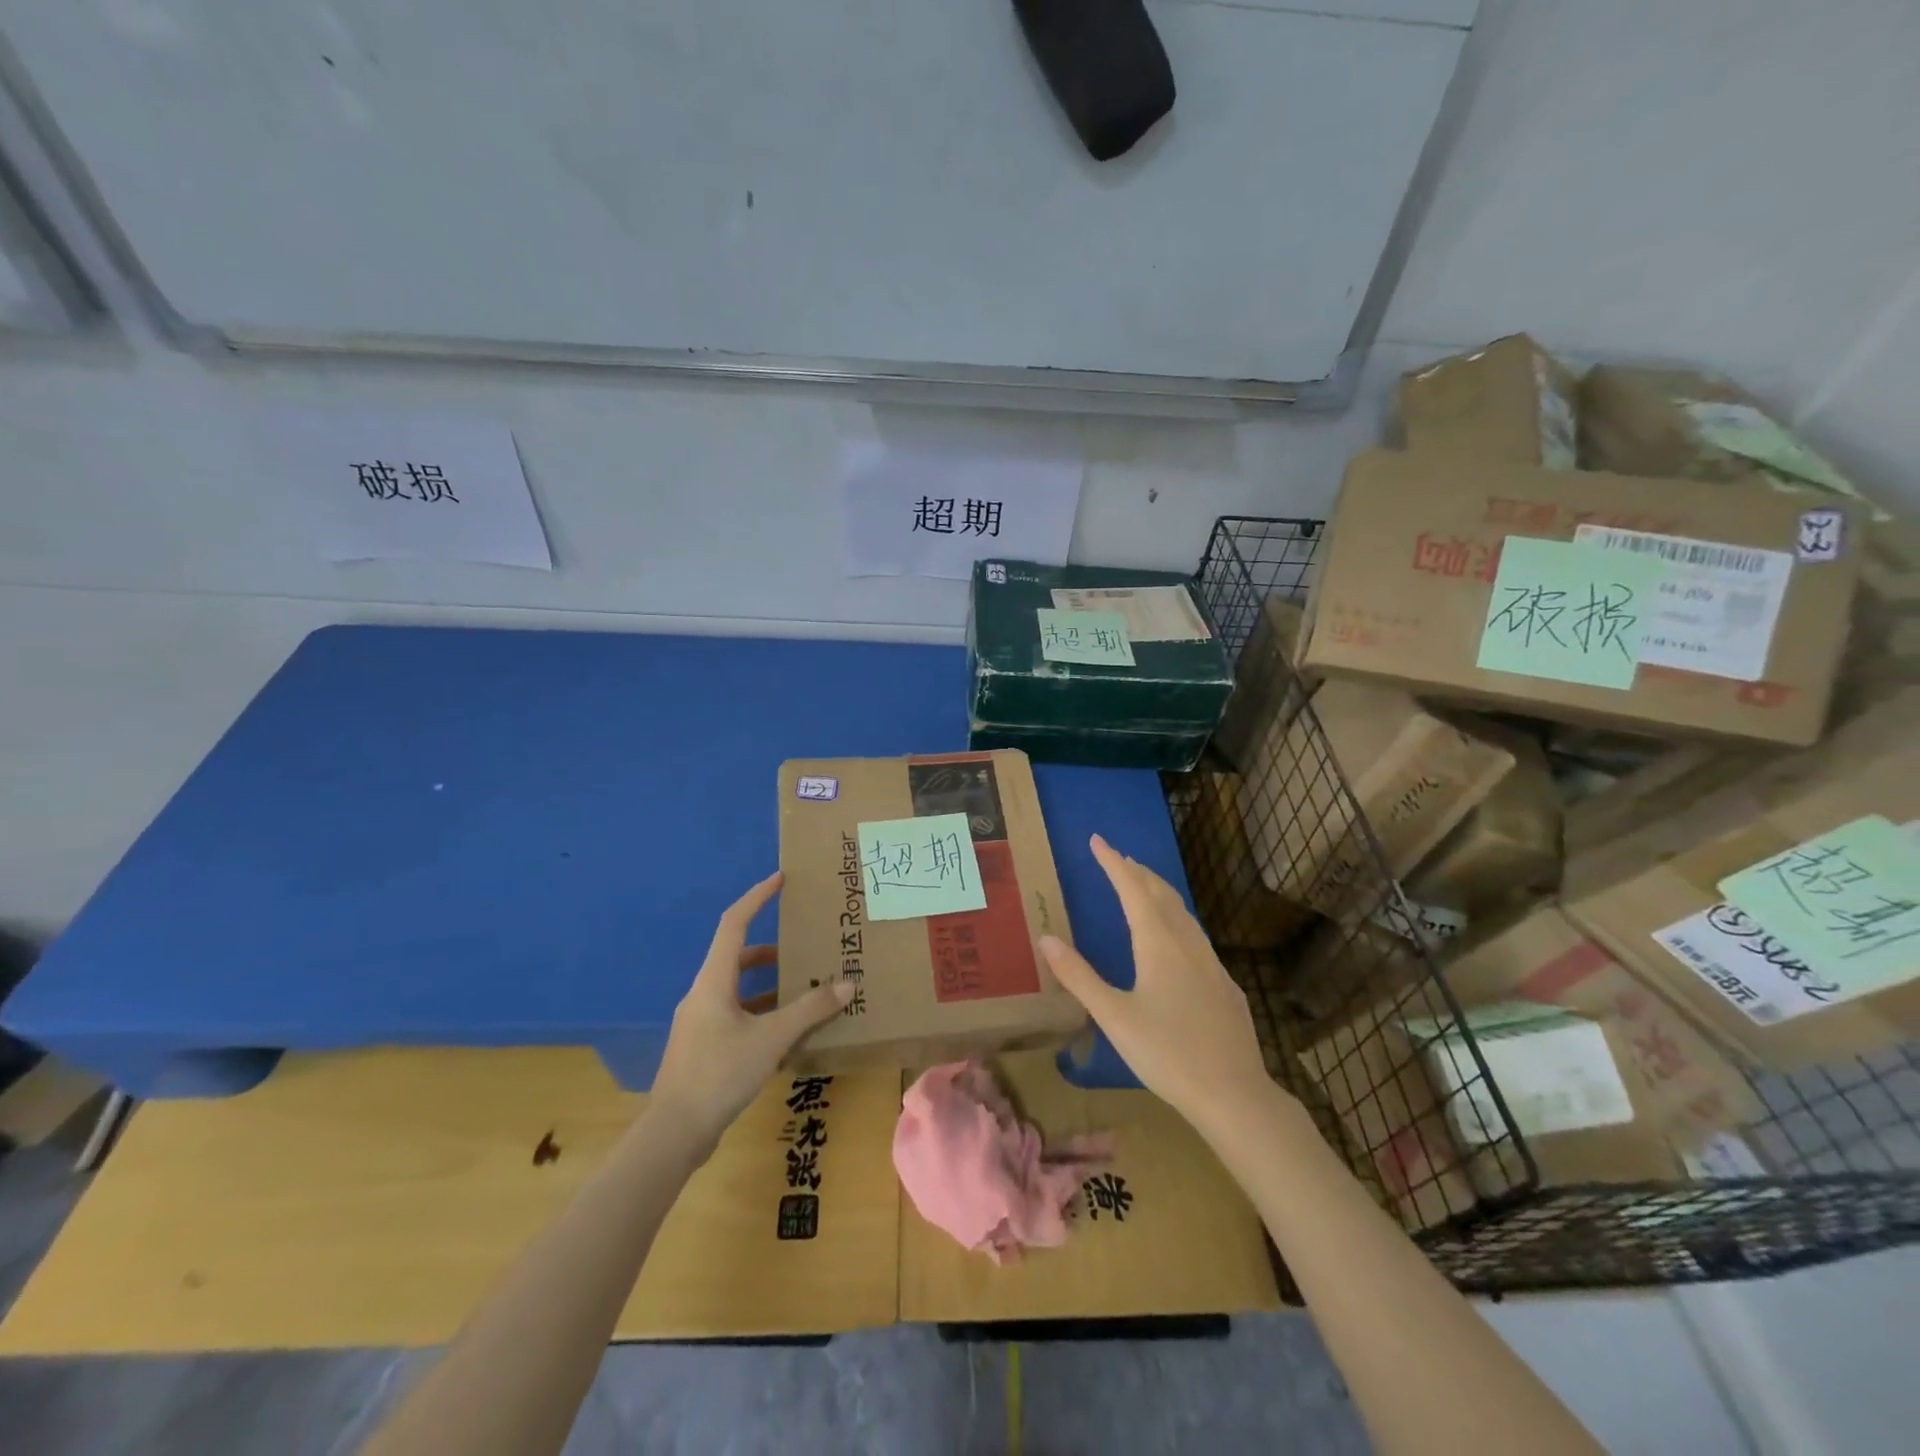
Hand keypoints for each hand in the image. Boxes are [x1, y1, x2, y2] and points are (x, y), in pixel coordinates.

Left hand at [650, 872, 850, 1151]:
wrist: (673, 1134)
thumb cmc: (720, 1073)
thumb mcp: (771, 1039)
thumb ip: (809, 1010)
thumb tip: (846, 984)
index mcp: (713, 981)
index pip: (734, 923)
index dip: (757, 897)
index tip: (780, 879)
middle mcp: (703, 994)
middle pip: (737, 956)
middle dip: (770, 948)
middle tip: (802, 946)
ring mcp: (700, 1022)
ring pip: (737, 988)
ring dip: (767, 984)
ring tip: (802, 989)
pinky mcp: (702, 1046)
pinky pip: (735, 1014)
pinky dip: (760, 1011)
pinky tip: (785, 1031)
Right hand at [1040, 835, 1279, 1131]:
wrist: (1234, 1093)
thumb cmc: (1167, 1054)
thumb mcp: (1113, 1016)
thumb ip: (1079, 976)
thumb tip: (1046, 937)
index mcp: (1158, 944)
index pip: (1132, 889)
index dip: (1113, 863)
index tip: (1098, 840)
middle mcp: (1186, 943)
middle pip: (1161, 894)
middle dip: (1137, 871)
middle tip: (1117, 857)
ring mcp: (1211, 963)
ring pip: (1183, 913)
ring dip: (1159, 891)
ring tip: (1144, 884)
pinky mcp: (1224, 984)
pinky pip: (1196, 935)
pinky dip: (1177, 918)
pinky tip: (1177, 937)